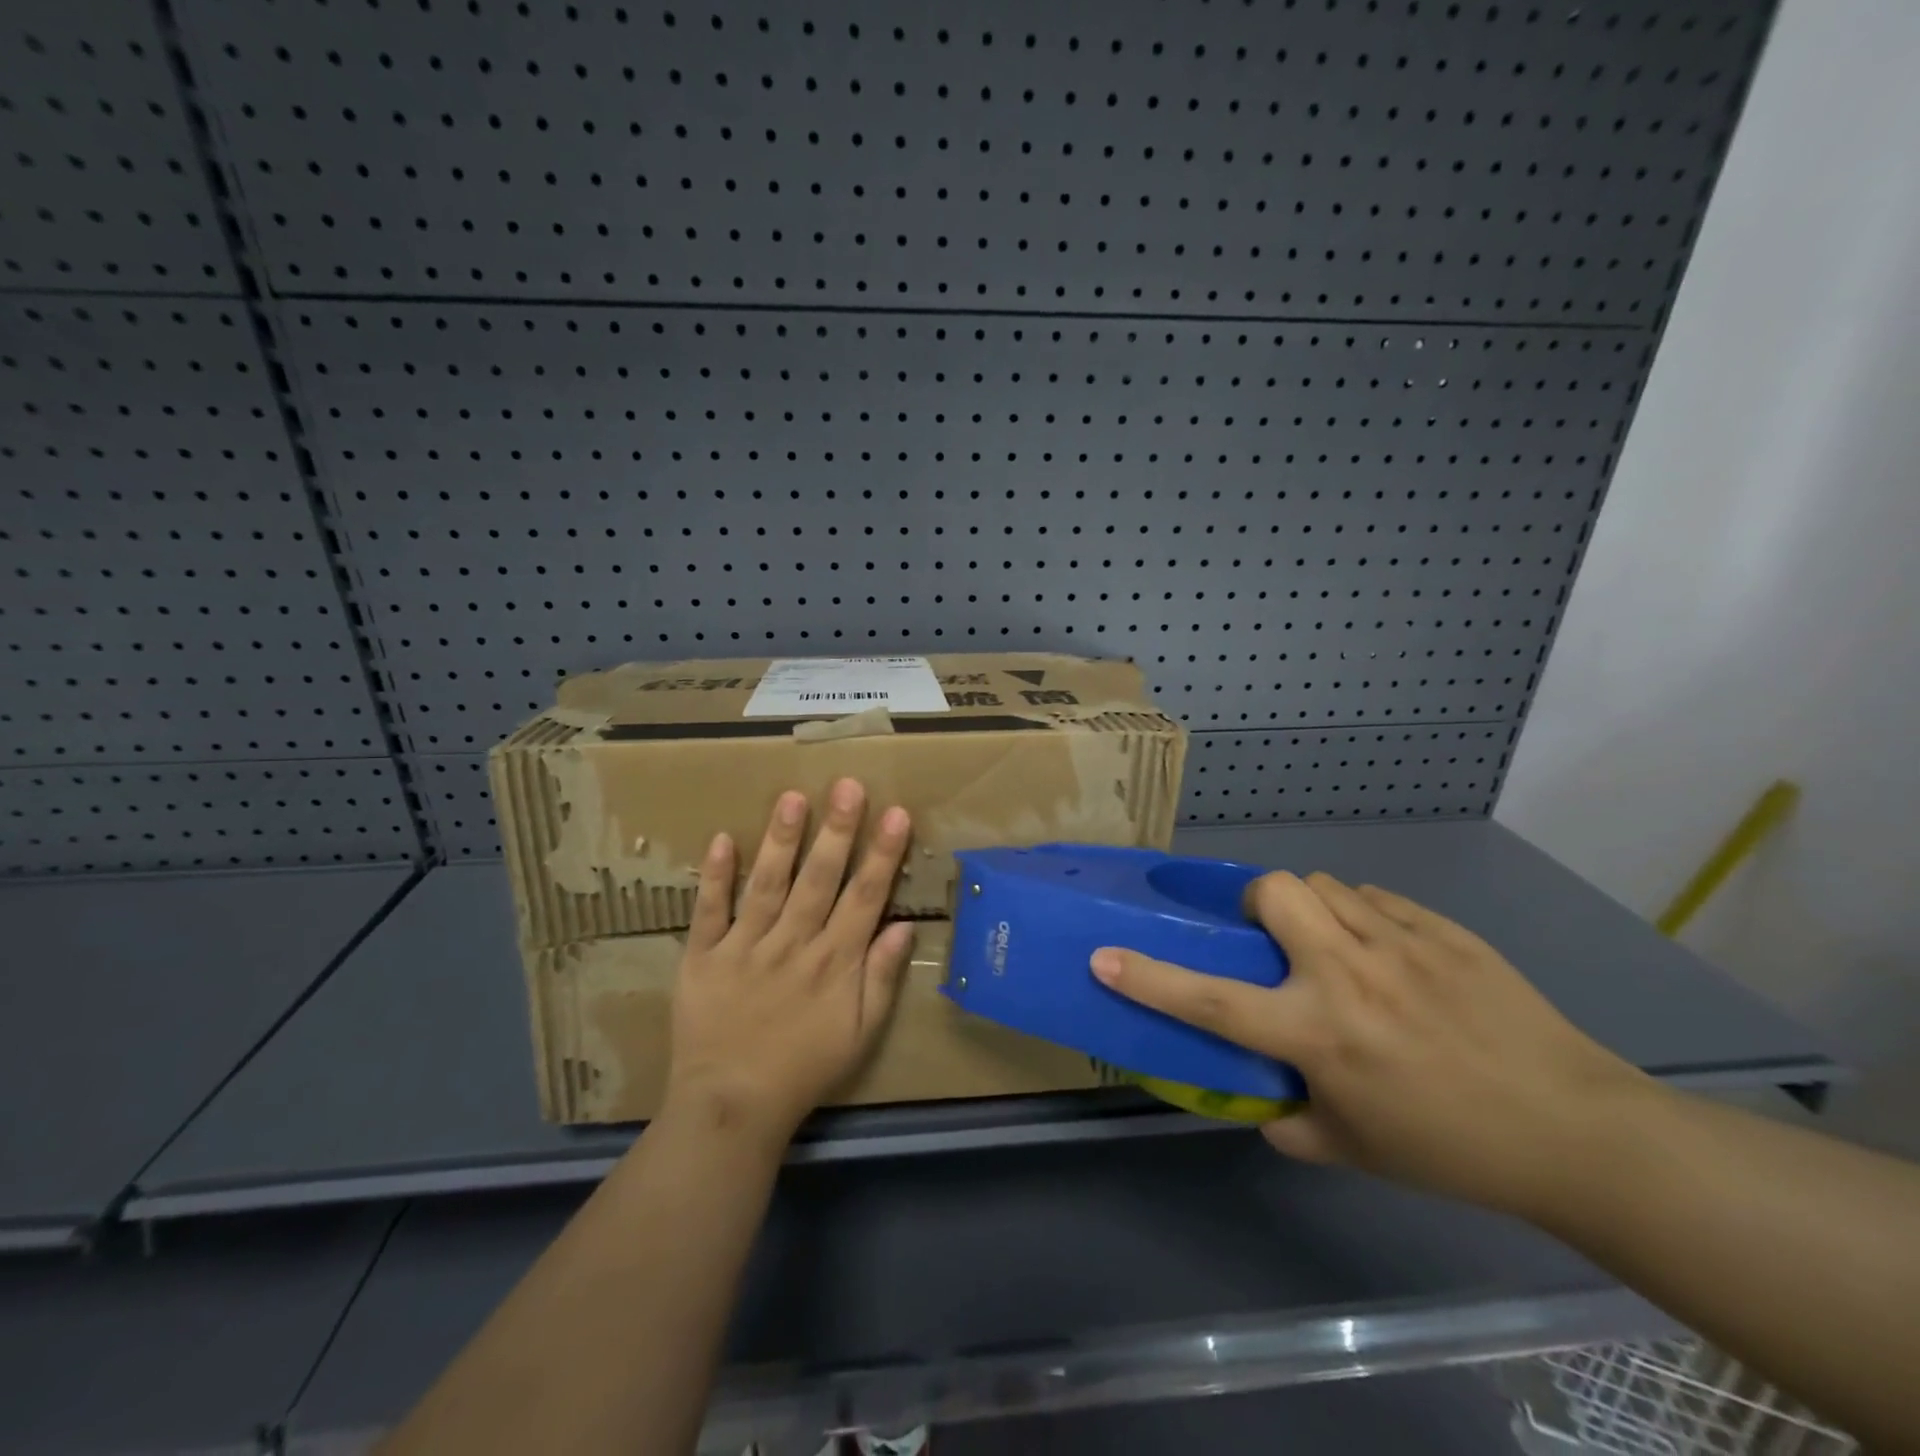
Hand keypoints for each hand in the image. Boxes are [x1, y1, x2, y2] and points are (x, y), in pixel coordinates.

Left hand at [664, 778, 914, 1144]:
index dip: (883, 855)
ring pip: (767, 886)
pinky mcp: (702, 958)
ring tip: (793, 798)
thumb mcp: (860, 1033)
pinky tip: (721, 839)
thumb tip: (902, 927)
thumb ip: (881, 978)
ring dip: (781, 841)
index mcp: (834, 962)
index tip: (896, 813)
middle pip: (819, 880)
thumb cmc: (805, 1068)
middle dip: (837, 831)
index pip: (865, 898)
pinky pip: (708, 913)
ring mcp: (744, 948)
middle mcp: (793, 945)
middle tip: (847, 785)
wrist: (732, 1106)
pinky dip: (714, 877)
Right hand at [1090, 871, 1656, 1218]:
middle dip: (1257, 903)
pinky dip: (1361, 915)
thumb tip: (1257, 1096)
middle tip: (1271, 938)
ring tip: (1332, 945)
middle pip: (1275, 891)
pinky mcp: (1442, 929)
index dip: (1148, 978)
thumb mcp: (1351, 1149)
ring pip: (1324, 884)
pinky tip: (1387, 953)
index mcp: (1318, 1033)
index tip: (1103, 956)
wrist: (1574, 1130)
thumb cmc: (1451, 1148)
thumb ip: (1288, 1119)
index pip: (1211, 1001)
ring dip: (1310, 908)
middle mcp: (1347, 973)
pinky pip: (1375, 897)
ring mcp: (1399, 942)